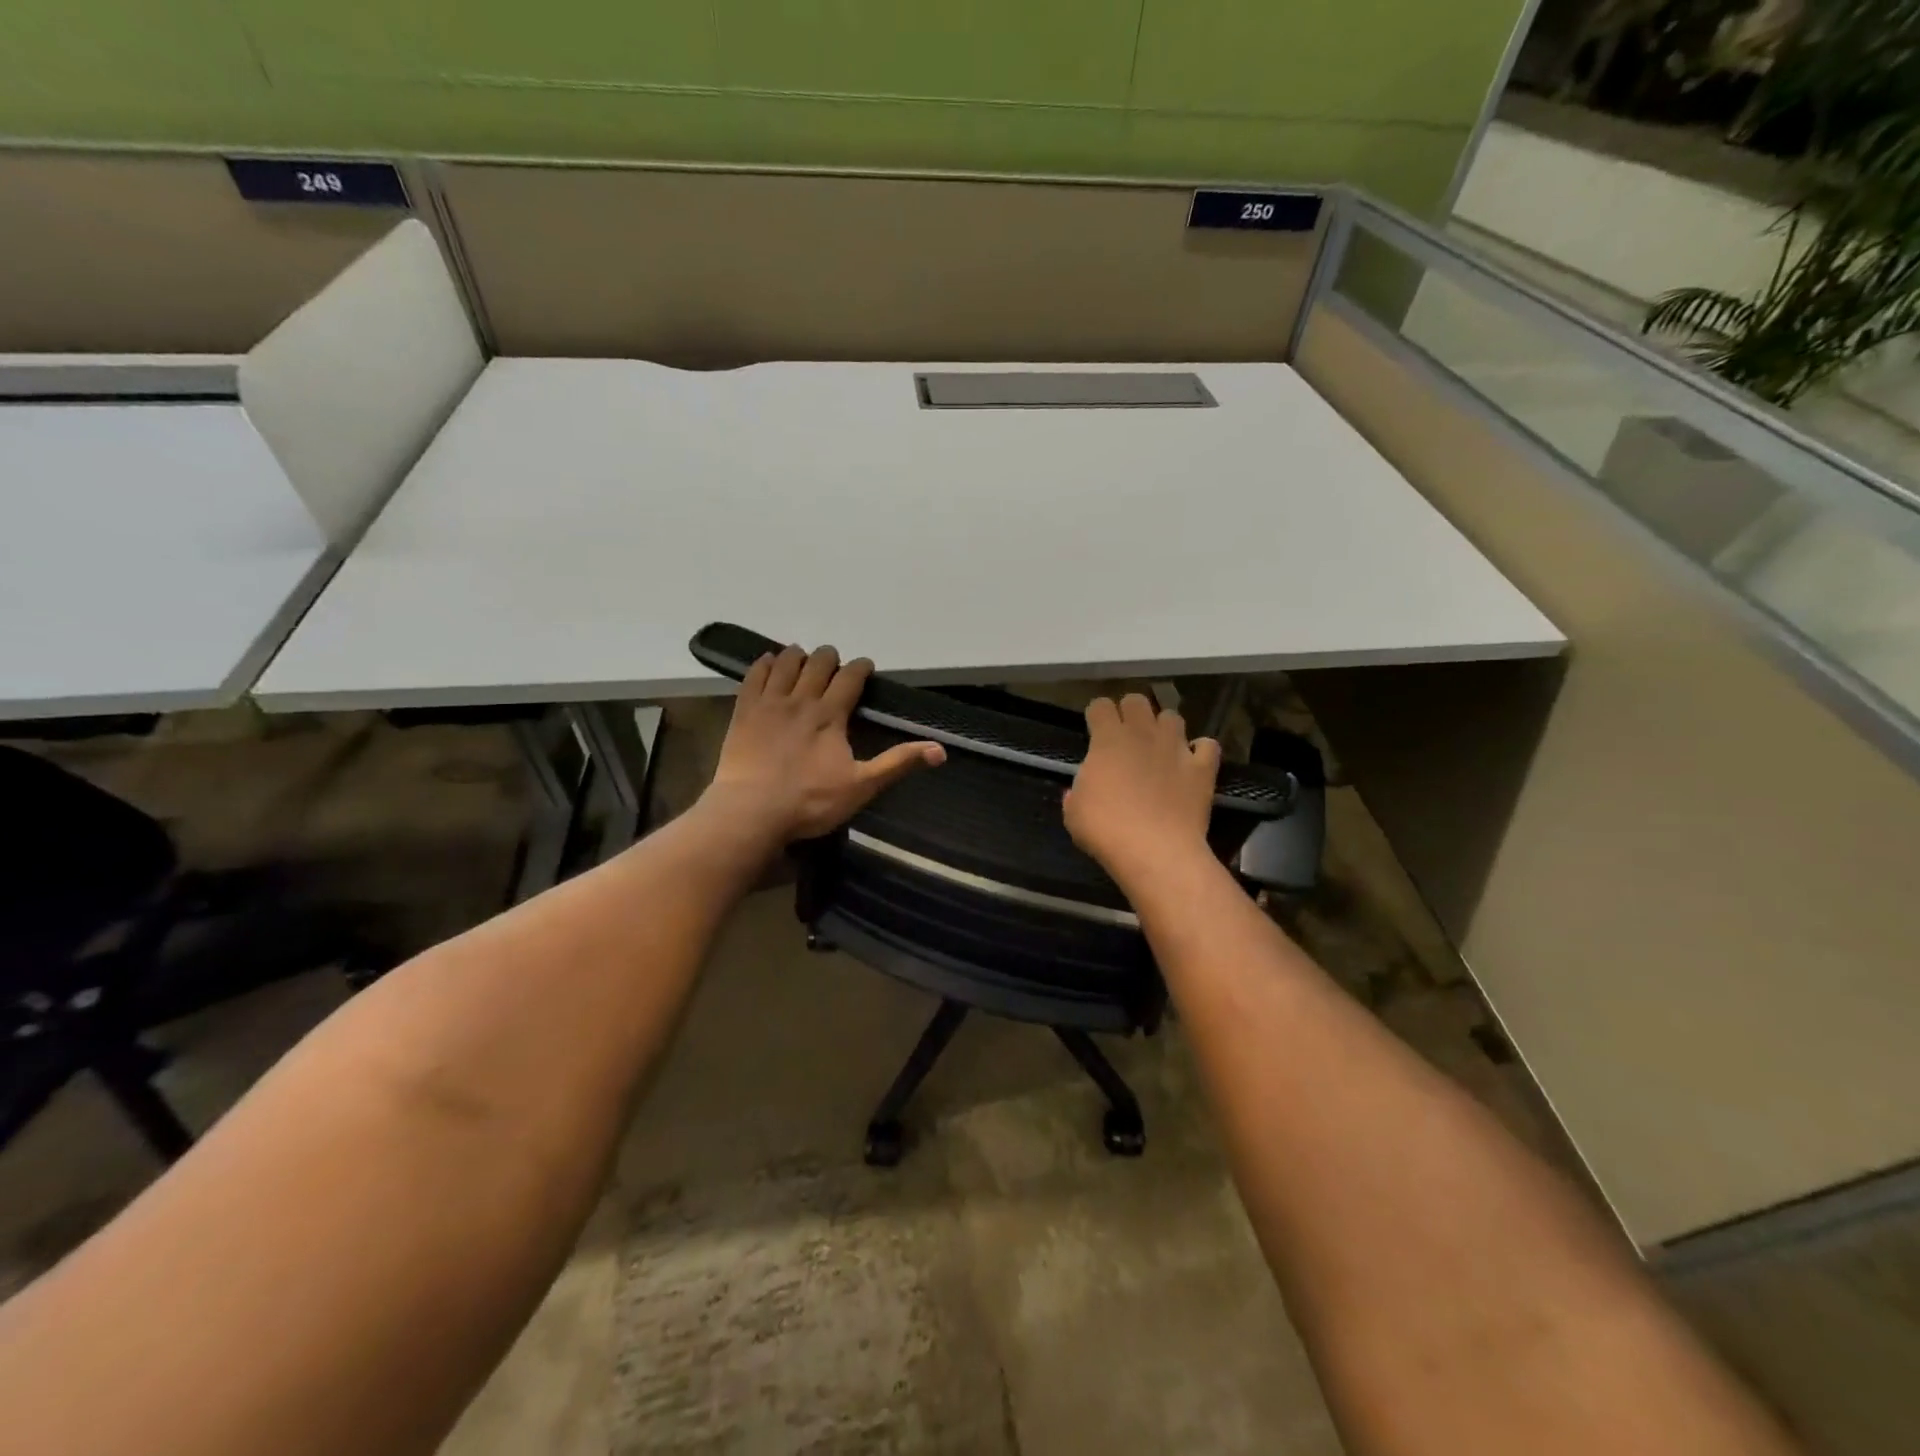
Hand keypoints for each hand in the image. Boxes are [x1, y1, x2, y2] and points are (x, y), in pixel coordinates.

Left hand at [702, 644, 944, 844]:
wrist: (751, 811)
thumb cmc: (810, 801)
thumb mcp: (861, 786)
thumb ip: (898, 764)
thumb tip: (940, 750)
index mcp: (831, 715)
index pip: (850, 677)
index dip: (860, 667)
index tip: (866, 666)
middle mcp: (801, 700)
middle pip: (817, 663)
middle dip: (829, 657)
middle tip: (834, 663)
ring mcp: (769, 703)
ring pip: (785, 663)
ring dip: (798, 656)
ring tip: (803, 657)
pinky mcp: (743, 711)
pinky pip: (753, 676)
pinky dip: (764, 664)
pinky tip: (768, 662)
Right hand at [1063, 694, 1220, 889]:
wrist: (1156, 851)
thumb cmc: (1106, 830)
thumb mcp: (1074, 814)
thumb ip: (1076, 794)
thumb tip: (1077, 791)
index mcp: (1108, 739)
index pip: (1100, 706)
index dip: (1096, 716)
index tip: (1093, 731)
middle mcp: (1143, 734)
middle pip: (1137, 701)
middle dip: (1129, 712)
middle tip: (1125, 737)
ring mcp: (1176, 748)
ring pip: (1172, 716)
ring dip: (1163, 727)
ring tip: (1159, 747)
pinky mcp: (1202, 768)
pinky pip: (1207, 746)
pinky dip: (1200, 751)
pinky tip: (1192, 762)